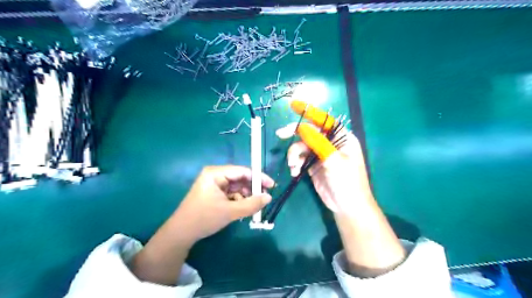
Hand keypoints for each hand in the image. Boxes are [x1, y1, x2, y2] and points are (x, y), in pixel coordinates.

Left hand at [172, 166, 275, 243]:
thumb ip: (251, 204)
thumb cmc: (204, 218)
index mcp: (215, 173)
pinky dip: (239, 200)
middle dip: (252, 189)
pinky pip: (231, 193)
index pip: (242, 171)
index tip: (272, 186)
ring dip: (246, 196)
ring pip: (237, 187)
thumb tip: (269, 197)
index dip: (258, 177)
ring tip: (253, 207)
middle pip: (240, 178)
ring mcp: (214, 184)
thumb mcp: (230, 211)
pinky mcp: (214, 193)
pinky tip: (242, 209)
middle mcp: (215, 175)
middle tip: (264, 198)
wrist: (181, 233)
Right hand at [276, 102, 371, 215]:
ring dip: (294, 155)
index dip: (310, 111)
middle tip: (280, 134)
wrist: (346, 207)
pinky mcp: (313, 165)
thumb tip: (302, 127)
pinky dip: (295, 163)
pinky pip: (299, 158)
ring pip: (301, 146)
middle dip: (295, 133)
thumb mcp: (334, 160)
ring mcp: (320, 154)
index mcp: (342, 138)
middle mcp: (330, 143)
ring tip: (293, 167)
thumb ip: (318, 142)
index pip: (325, 120)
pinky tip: (294, 172)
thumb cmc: (347, 182)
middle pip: (309, 132)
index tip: (293, 105)